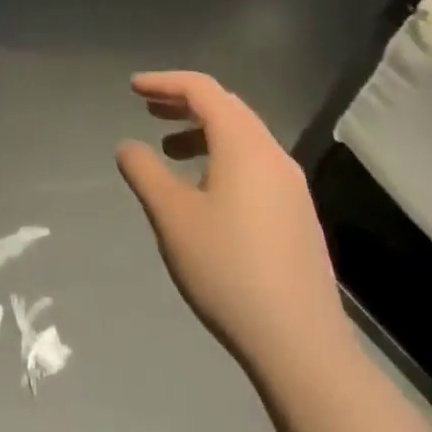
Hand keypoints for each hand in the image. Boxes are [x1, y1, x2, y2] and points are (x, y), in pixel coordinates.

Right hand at [116, 71, 347, 373]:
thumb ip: (144, 171)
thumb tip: (129, 146)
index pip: (201, 89)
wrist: (303, 349)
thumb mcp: (172, 216)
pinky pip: (255, 164)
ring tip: (170, 150)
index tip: (133, 88)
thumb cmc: (228, 269)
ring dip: (203, 131)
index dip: (164, 81)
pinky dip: (223, 156)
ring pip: (242, 136)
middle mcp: (273, 155)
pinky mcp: (298, 216)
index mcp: (243, 144)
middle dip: (184, 102)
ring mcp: (292, 187)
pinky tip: (205, 190)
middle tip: (149, 109)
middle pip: (226, 107)